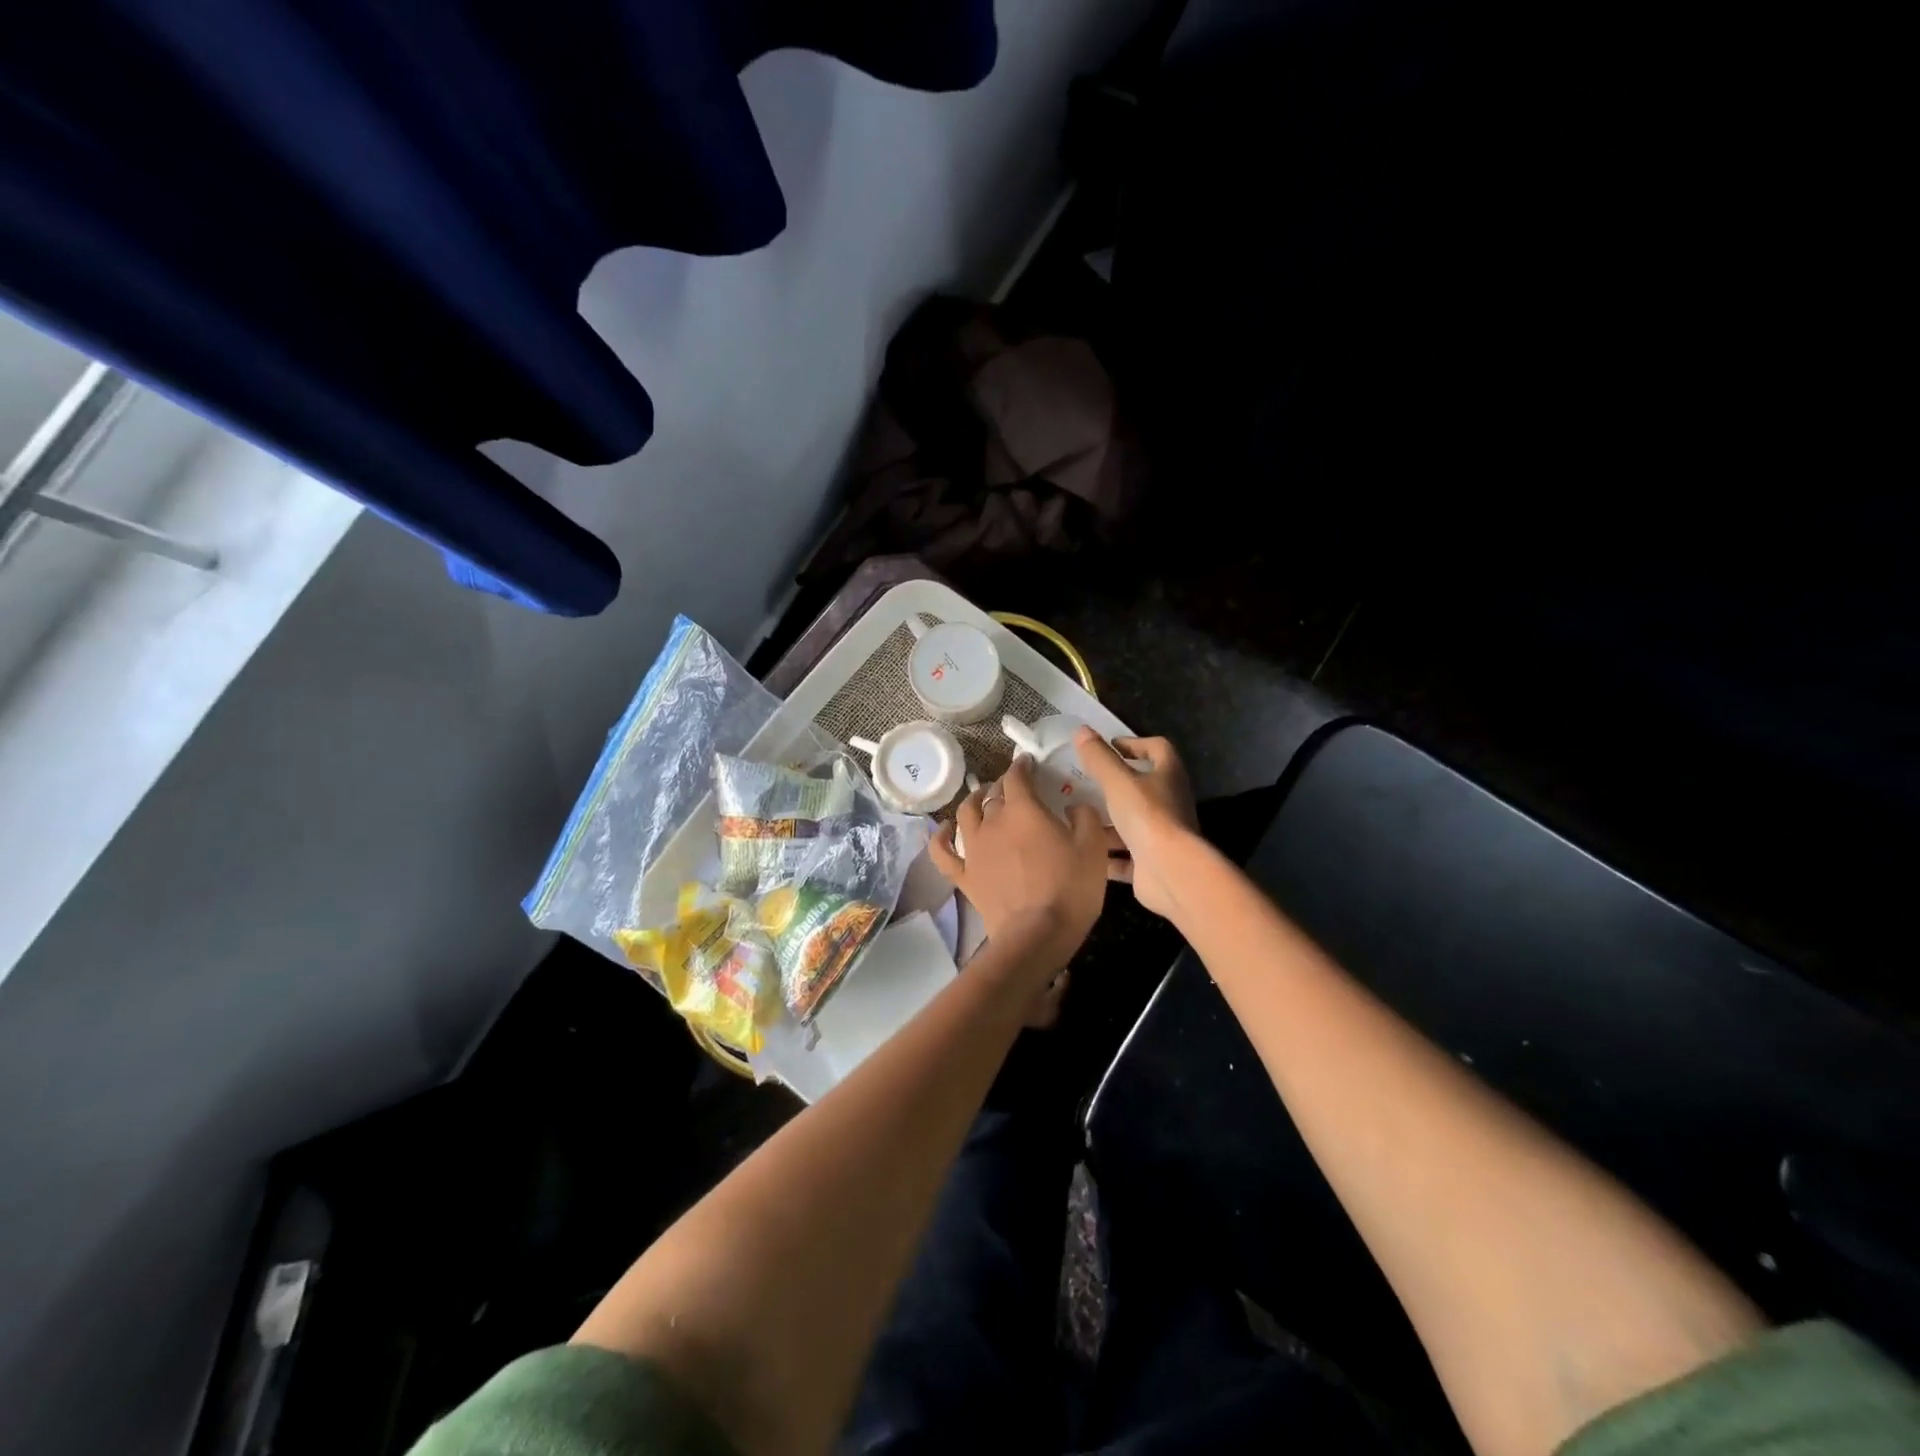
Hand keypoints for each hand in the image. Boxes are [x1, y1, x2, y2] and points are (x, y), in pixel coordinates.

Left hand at [929, 755, 1108, 978]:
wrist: (1037, 934)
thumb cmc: (1070, 888)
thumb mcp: (1093, 847)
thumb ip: (1084, 817)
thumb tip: (1073, 806)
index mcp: (1024, 810)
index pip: (1017, 777)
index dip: (1022, 766)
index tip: (1028, 763)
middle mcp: (993, 822)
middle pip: (993, 794)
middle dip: (1003, 785)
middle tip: (1014, 786)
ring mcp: (974, 849)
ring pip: (966, 814)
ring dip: (973, 801)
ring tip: (981, 798)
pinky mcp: (964, 875)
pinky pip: (942, 852)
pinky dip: (939, 837)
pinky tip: (942, 829)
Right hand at [1074, 729, 1198, 919]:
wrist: (1170, 872)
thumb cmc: (1148, 816)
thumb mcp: (1118, 781)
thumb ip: (1099, 757)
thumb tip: (1082, 730)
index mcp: (1168, 776)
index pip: (1158, 749)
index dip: (1135, 744)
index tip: (1109, 746)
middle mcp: (1170, 803)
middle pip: (1143, 787)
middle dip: (1114, 786)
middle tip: (1084, 783)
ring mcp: (1162, 836)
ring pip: (1132, 824)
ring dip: (1107, 822)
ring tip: (1076, 817)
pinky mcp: (1151, 864)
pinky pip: (1126, 857)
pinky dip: (1107, 855)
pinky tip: (1083, 851)